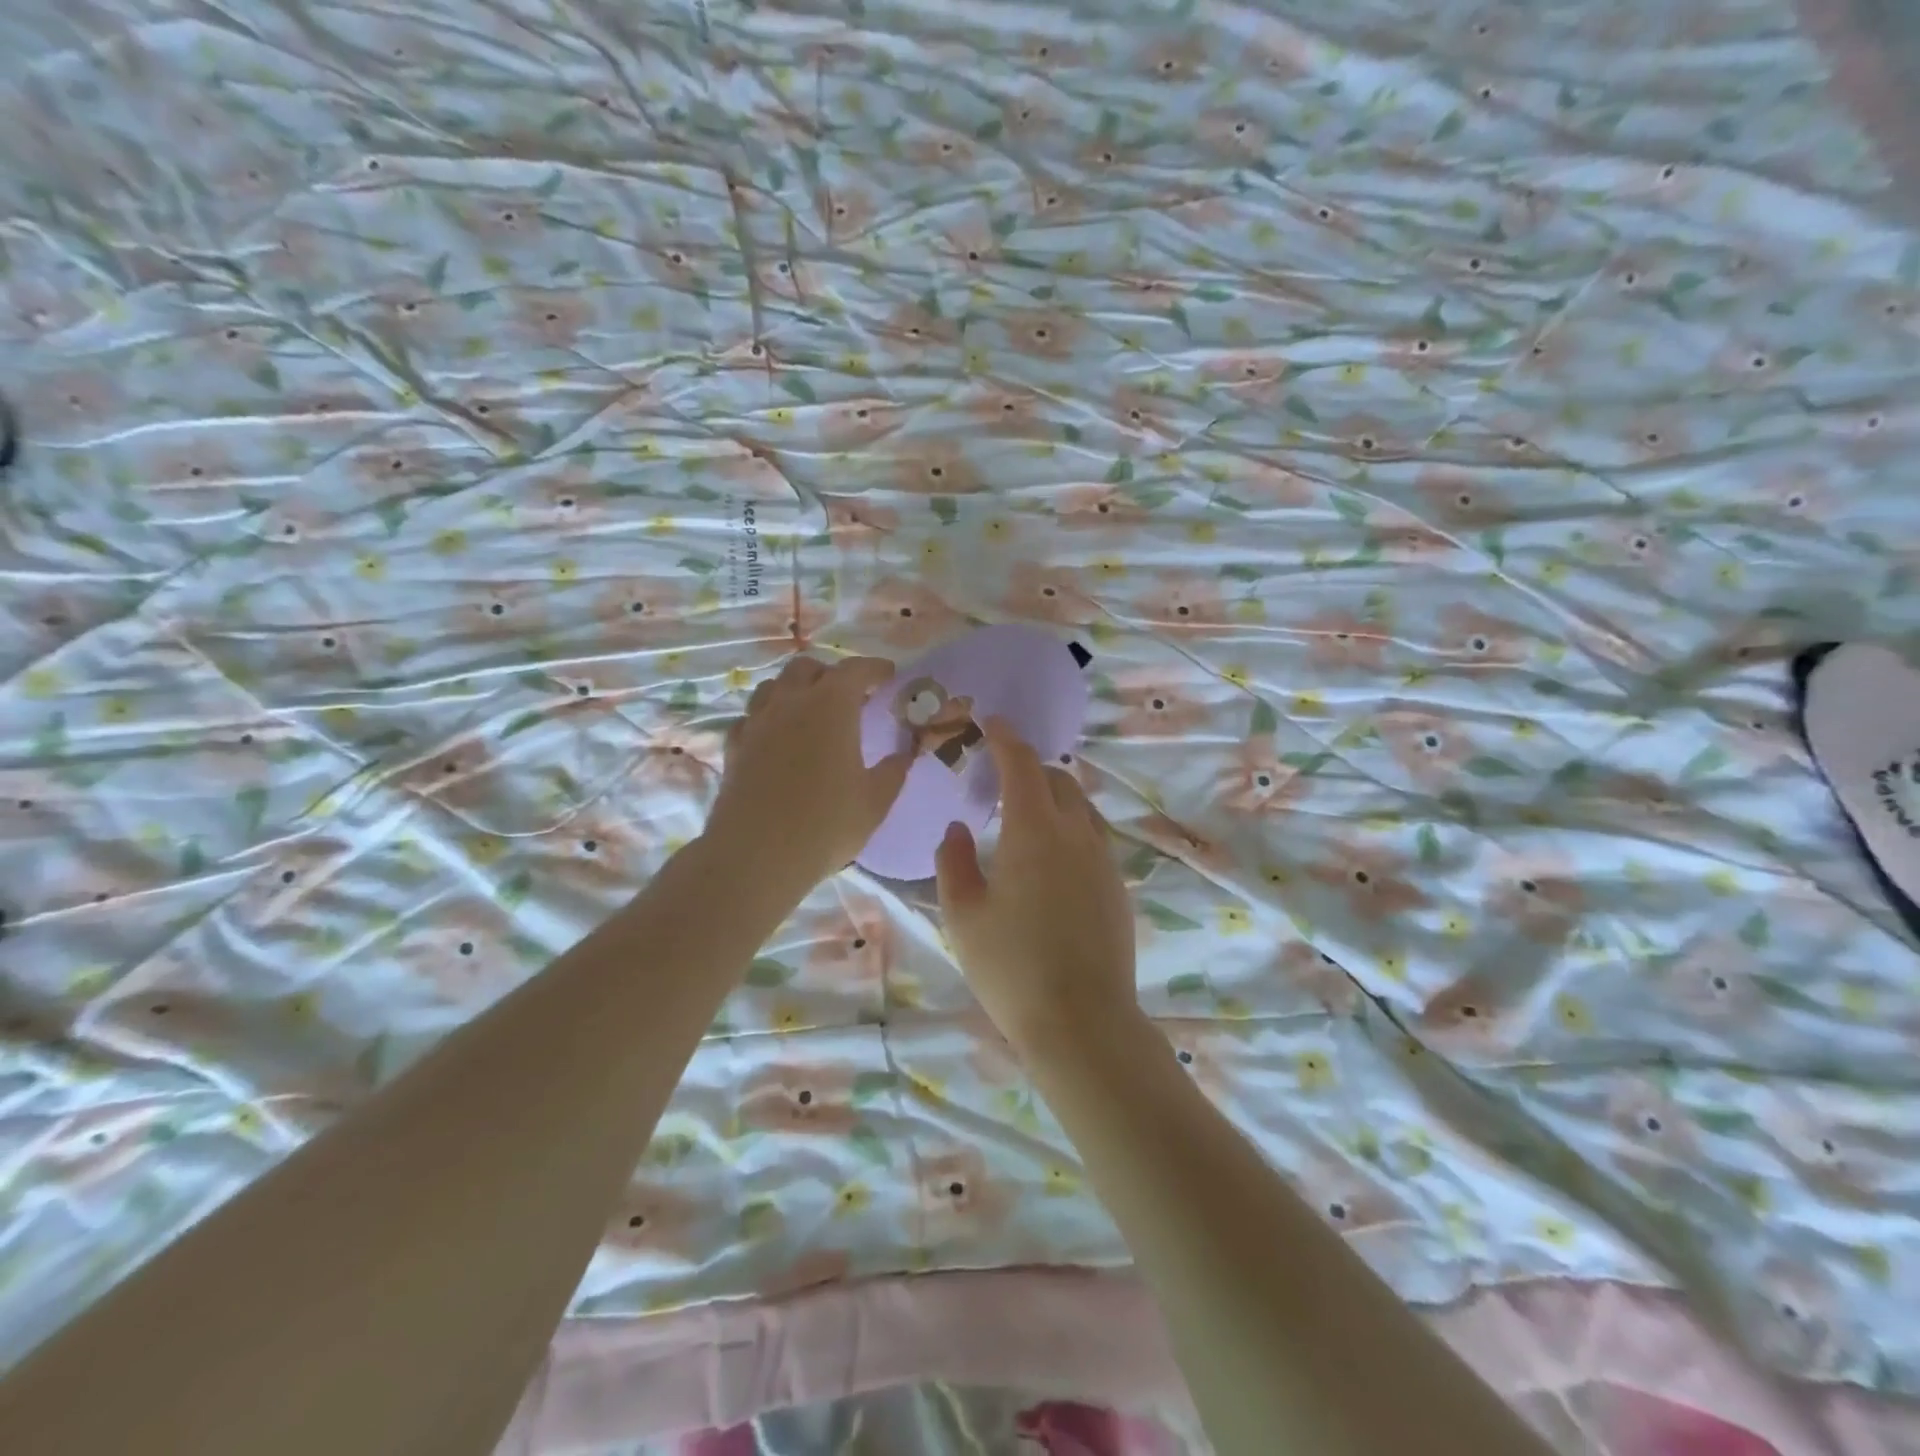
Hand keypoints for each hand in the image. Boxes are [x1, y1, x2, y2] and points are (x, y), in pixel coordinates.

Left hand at [705, 654, 912, 894]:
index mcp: (831, 706)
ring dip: (795, 689)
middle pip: (807, 668)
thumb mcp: (874, 801)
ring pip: (773, 686)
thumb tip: (905, 753)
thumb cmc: (826, 824)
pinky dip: (768, 717)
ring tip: (810, 711)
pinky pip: (752, 716)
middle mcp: (790, 702)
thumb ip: (893, 771)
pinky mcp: (735, 746)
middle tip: (849, 696)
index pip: (855, 669)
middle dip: (830, 674)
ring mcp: (757, 722)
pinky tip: (777, 737)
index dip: (874, 668)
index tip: (888, 675)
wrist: (756, 855)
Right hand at [935, 718, 1136, 1053]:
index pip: (1022, 766)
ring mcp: (1103, 860)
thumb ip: (953, 862)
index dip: (1005, 738)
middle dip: (1029, 768)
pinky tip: (1051, 860)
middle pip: (1057, 780)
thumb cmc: (1011, 968)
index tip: (991, 722)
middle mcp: (1076, 834)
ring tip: (1025, 818)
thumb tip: (957, 829)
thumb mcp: (963, 915)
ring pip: (1081, 807)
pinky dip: (1070, 828)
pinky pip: (1093, 838)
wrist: (1082, 1022)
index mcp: (1034, 831)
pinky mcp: (1117, 887)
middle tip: (999, 781)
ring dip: (1053, 798)